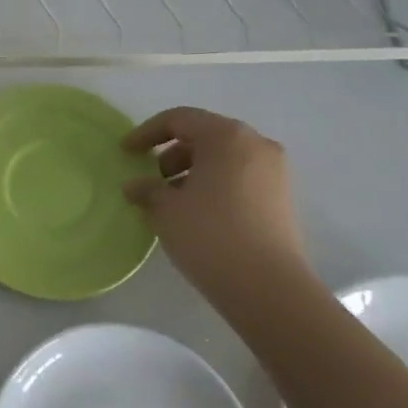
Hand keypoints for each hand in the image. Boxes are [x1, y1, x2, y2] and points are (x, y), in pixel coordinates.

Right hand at [124, 108, 315, 321]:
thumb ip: (146, 189)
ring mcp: (274, 172)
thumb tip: (136, 186)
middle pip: (204, 136)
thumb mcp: (165, 209)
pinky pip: (239, 178)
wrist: (269, 288)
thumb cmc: (210, 235)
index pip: (178, 119)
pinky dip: (214, 185)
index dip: (146, 132)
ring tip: (171, 202)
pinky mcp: (281, 199)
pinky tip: (196, 214)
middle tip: (151, 180)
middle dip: (172, 154)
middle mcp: (255, 144)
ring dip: (193, 172)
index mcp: (226, 136)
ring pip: (223, 158)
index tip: (126, 152)